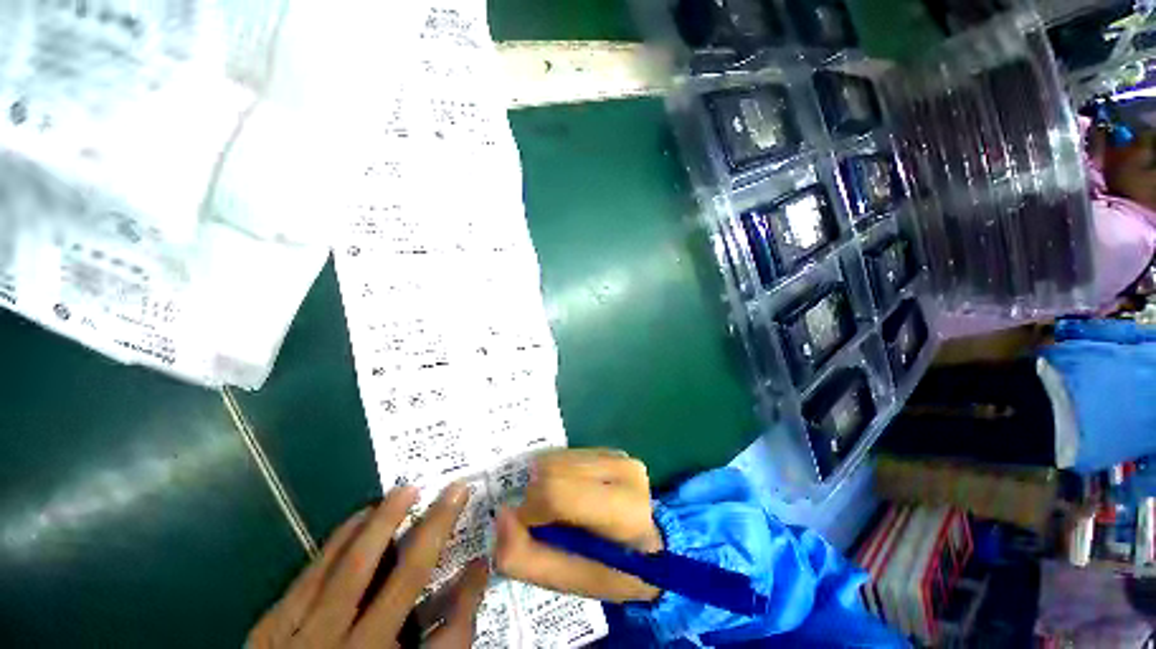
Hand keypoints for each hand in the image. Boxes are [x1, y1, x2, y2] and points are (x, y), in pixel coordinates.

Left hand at [248, 483, 487, 647]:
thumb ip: (446, 637)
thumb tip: (474, 576)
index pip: (446, 625)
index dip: (467, 589)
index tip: (480, 549)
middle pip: (402, 579)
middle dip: (433, 528)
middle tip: (451, 489)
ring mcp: (301, 638)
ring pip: (348, 568)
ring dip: (381, 524)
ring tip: (402, 493)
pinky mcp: (269, 630)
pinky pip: (309, 574)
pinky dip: (338, 541)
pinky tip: (356, 520)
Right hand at [494, 449, 662, 602]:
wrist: (648, 546)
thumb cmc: (610, 571)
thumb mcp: (566, 582)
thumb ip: (524, 557)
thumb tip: (501, 514)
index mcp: (623, 512)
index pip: (559, 492)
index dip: (531, 508)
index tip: (528, 526)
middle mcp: (624, 472)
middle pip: (554, 469)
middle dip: (536, 494)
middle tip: (544, 520)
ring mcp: (619, 456)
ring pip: (558, 457)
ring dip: (545, 482)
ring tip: (560, 508)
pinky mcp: (611, 449)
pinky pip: (567, 453)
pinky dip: (557, 473)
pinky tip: (571, 493)